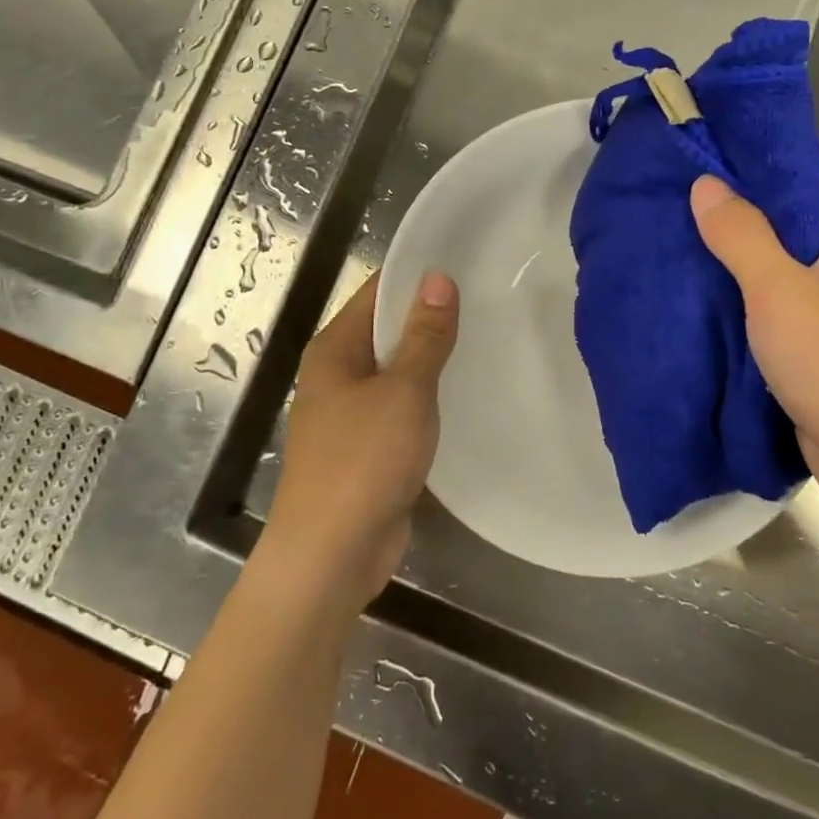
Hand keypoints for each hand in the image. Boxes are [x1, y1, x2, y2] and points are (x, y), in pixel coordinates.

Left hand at [257, 271, 458, 616]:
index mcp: (334, 350)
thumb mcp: (403, 391)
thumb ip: (424, 336)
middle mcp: (336, 376)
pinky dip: (426, 400)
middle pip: (386, 331)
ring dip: (430, 361)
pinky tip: (463, 397)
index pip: (376, 293)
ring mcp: (349, 415)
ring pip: (395, 373)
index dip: (417, 276)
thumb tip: (438, 278)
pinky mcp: (366, 449)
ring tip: (485, 340)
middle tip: (488, 300)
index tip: (465, 262)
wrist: (331, 555)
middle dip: (430, 317)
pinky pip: (400, 409)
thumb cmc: (363, 461)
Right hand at [690, 164, 818, 547]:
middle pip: (796, 219)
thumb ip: (741, 235)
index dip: (751, 162)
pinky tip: (704, 298)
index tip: (694, 158)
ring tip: (676, 244)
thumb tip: (707, 184)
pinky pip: (790, 309)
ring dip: (740, 263)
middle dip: (736, 214)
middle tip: (672, 204)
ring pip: (789, 268)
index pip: (806, 171)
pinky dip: (752, 304)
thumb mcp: (782, 296)